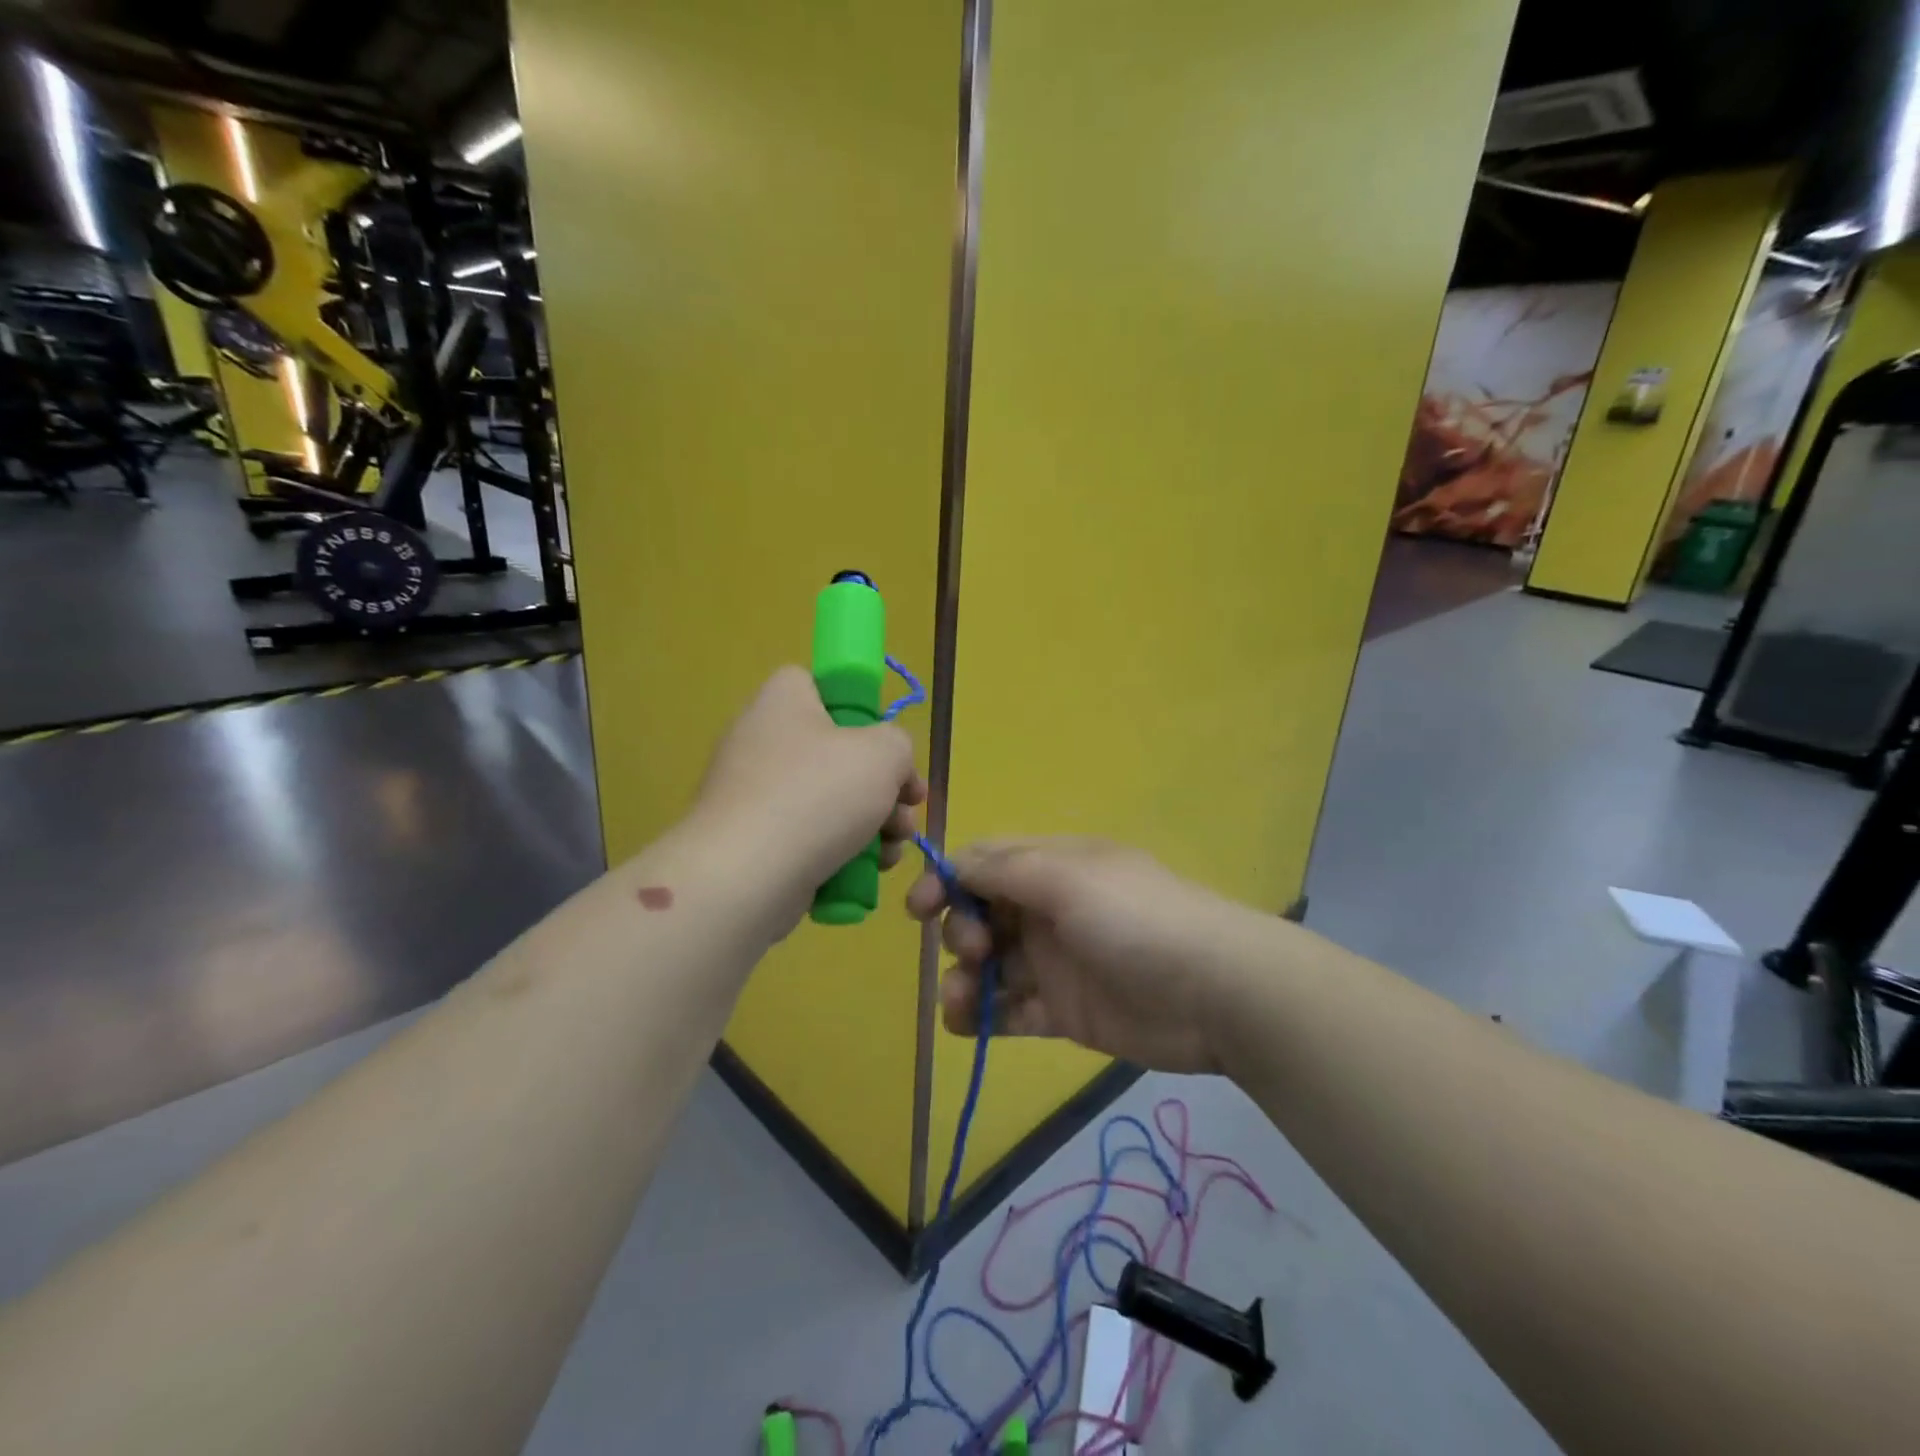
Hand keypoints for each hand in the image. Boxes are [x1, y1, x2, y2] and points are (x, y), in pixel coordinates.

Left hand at [695, 666, 924, 912]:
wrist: (747, 877)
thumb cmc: (818, 795)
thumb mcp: (884, 753)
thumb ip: (899, 744)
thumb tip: (890, 765)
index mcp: (783, 701)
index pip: (820, 685)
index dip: (859, 710)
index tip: (886, 746)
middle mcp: (761, 740)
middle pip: (836, 752)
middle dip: (883, 784)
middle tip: (908, 807)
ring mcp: (753, 794)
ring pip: (829, 800)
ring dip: (873, 823)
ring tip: (894, 848)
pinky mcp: (752, 841)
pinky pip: (807, 836)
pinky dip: (840, 851)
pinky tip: (868, 870)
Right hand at [906, 838, 1262, 1073]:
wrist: (1217, 993)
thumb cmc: (1136, 920)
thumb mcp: (1068, 878)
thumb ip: (1005, 869)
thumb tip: (953, 863)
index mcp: (1052, 866)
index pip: (984, 863)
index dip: (947, 880)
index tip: (918, 909)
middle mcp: (1049, 909)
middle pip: (981, 913)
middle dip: (960, 931)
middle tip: (974, 952)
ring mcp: (1056, 961)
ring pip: (991, 965)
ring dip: (964, 981)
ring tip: (963, 1002)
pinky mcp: (1065, 1011)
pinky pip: (1011, 1010)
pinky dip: (985, 1017)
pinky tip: (971, 1025)